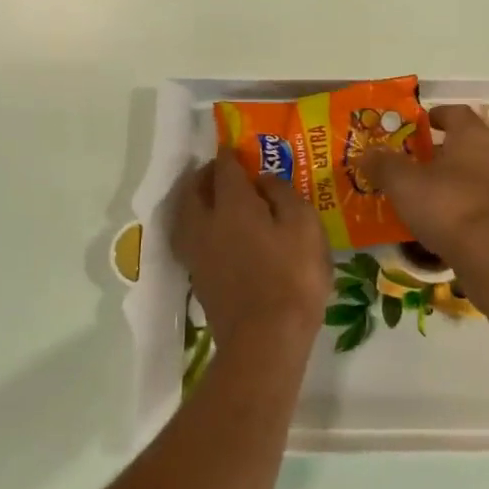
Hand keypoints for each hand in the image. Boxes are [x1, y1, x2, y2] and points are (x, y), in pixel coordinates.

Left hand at [172, 149, 330, 366]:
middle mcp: (205, 223)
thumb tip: (264, 179)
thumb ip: (283, 195)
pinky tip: (212, 232)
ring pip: (184, 214)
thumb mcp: (304, 227)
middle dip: (204, 175)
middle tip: (220, 171)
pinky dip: (195, 225)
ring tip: (209, 198)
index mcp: (232, 205)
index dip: (230, 155)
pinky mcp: (197, 277)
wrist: (265, 339)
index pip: (225, 169)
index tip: (236, 148)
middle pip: (193, 189)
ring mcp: (196, 253)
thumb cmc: (292, 277)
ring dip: (193, 199)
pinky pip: (188, 238)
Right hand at [361, 104, 488, 258]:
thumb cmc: (447, 205)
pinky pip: (486, 204)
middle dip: (444, 152)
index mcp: (474, 137)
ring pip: (480, 175)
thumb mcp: (403, 183)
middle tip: (418, 163)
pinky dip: (468, 207)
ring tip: (430, 195)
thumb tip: (367, 153)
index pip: (458, 113)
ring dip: (457, 181)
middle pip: (470, 145)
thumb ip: (384, 164)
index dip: (438, 115)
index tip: (420, 124)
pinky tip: (449, 223)